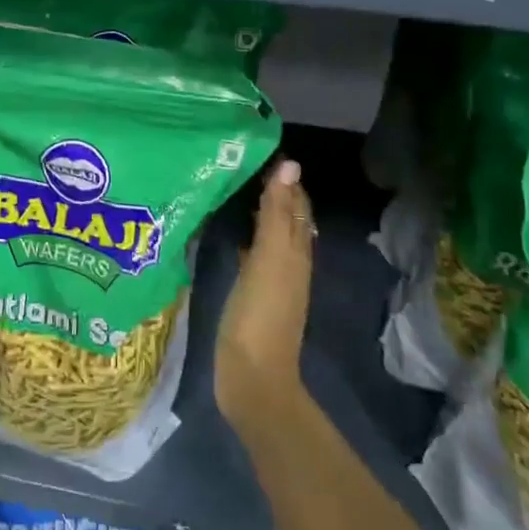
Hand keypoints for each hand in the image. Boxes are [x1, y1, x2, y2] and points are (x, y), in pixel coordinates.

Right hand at [215, 159, 314, 433]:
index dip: (285, 180)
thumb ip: (277, 213)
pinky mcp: (253, 297)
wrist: (252, 377)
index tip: (261, 152)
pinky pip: (255, 256)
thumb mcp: (270, 258)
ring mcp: (272, 282)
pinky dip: (248, 238)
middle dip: (275, 193)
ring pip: (272, 238)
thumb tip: (290, 165)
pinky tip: (232, 236)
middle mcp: (290, 263)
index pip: (296, 205)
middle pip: (287, 220)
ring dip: (260, 214)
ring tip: (236, 191)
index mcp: (296, 251)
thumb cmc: (260, 314)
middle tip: (245, 165)